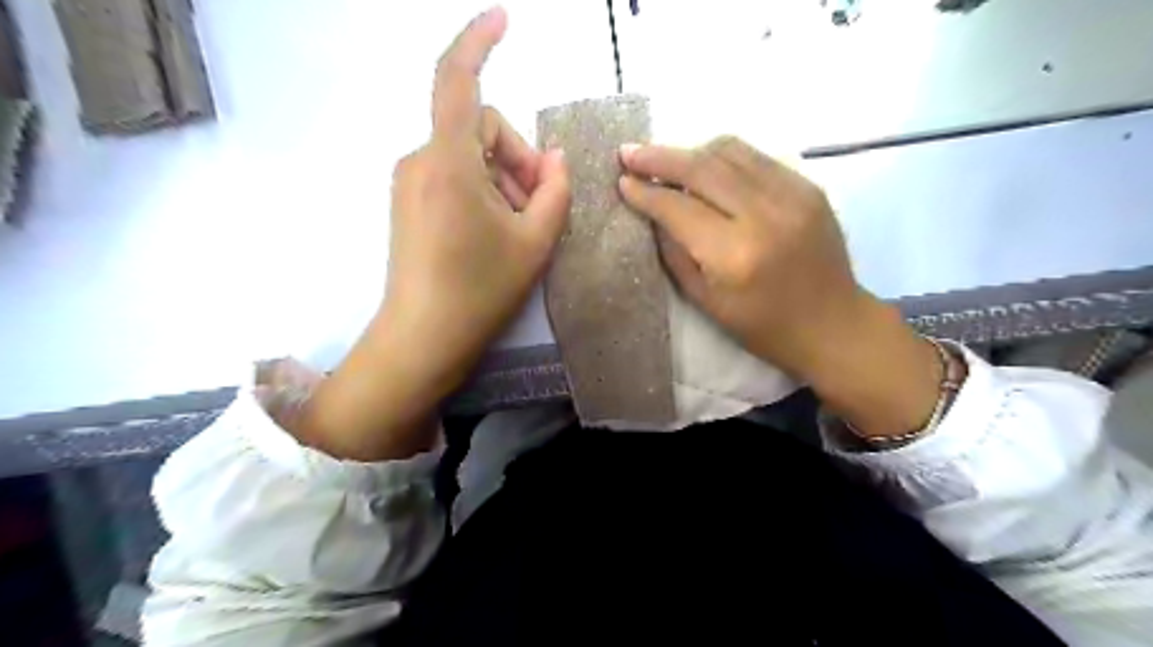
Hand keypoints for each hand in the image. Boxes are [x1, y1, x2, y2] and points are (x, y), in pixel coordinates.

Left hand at [385, 5, 568, 389]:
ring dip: (505, 180)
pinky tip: (496, 231)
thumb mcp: (536, 241)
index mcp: (448, 163)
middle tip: (539, 207)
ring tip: (519, 228)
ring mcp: (411, 182)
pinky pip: (455, 175)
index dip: (479, 42)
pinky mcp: (410, 201)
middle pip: (483, 129)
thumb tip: (556, 158)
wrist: (423, 339)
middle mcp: (421, 160)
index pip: (458, 81)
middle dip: (519, 159)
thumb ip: (556, 190)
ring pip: (472, 155)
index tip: (504, 19)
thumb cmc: (480, 290)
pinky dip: (484, 191)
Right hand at [621, 137, 945, 438]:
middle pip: (702, 168)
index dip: (646, 192)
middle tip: (629, 152)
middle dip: (659, 157)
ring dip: (691, 151)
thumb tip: (653, 212)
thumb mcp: (706, 301)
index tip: (622, 180)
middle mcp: (764, 215)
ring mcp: (792, 194)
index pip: (678, 208)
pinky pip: (756, 157)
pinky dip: (723, 157)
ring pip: (729, 152)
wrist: (834, 324)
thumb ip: (675, 253)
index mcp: (734, 255)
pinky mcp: (808, 186)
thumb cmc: (763, 326)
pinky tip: (706, 167)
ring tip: (666, 160)